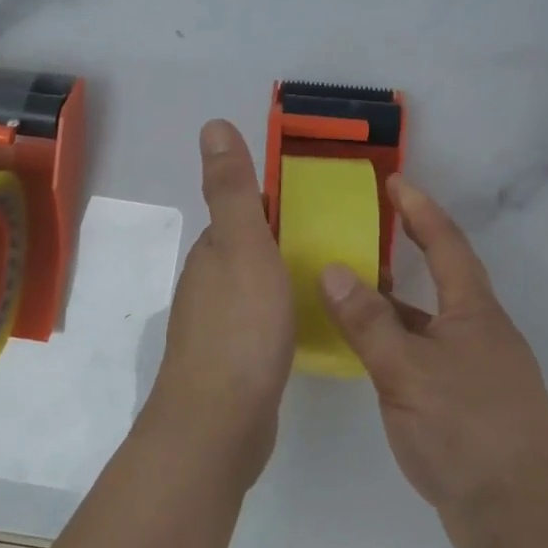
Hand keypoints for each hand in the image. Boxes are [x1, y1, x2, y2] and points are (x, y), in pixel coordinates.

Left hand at [143, 119, 295, 490]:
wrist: (218, 424)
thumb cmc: (239, 327)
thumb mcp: (242, 245)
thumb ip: (232, 189)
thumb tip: (212, 124)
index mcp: (212, 252)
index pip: (244, 213)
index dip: (276, 201)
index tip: (319, 198)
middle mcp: (208, 284)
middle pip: (249, 248)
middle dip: (284, 237)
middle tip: (340, 236)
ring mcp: (217, 326)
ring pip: (255, 286)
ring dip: (284, 275)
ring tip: (332, 275)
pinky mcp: (233, 362)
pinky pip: (261, 322)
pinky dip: (282, 312)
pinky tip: (307, 322)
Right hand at [319, 176, 547, 547]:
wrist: (523, 520)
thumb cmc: (467, 431)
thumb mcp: (407, 372)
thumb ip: (368, 322)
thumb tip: (333, 269)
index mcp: (475, 313)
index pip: (447, 244)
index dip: (421, 210)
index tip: (395, 181)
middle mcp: (481, 334)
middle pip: (443, 280)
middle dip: (411, 250)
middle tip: (366, 230)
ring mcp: (478, 372)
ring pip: (431, 323)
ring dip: (398, 304)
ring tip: (353, 289)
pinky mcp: (470, 408)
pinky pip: (428, 357)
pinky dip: (399, 345)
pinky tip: (372, 357)